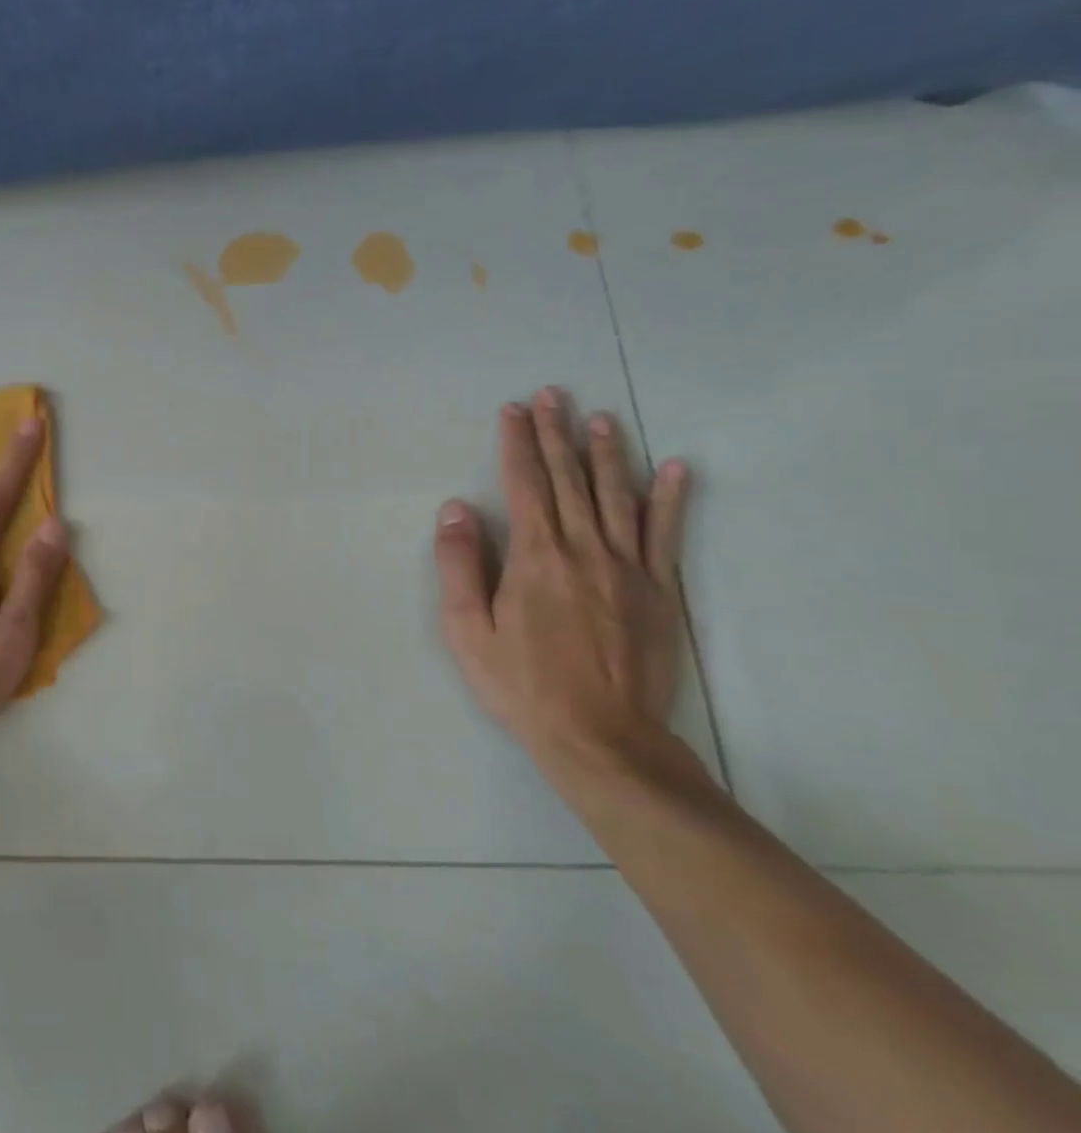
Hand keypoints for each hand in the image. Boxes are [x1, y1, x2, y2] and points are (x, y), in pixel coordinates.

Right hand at [433, 388, 690, 774]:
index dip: (516, 444)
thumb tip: (456, 509)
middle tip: (553, 395)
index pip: (524, 485)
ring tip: (601, 418)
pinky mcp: (660, 591)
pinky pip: (667, 534)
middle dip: (556, 434)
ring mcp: (628, 568)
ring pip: (617, 496)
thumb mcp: (468, 631)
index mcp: (535, 557)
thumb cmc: (523, 685)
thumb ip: (459, 566)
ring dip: (607, 453)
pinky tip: (675, 468)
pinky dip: (671, 499)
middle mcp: (583, 549)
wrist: (602, 738)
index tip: (513, 410)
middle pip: (569, 479)